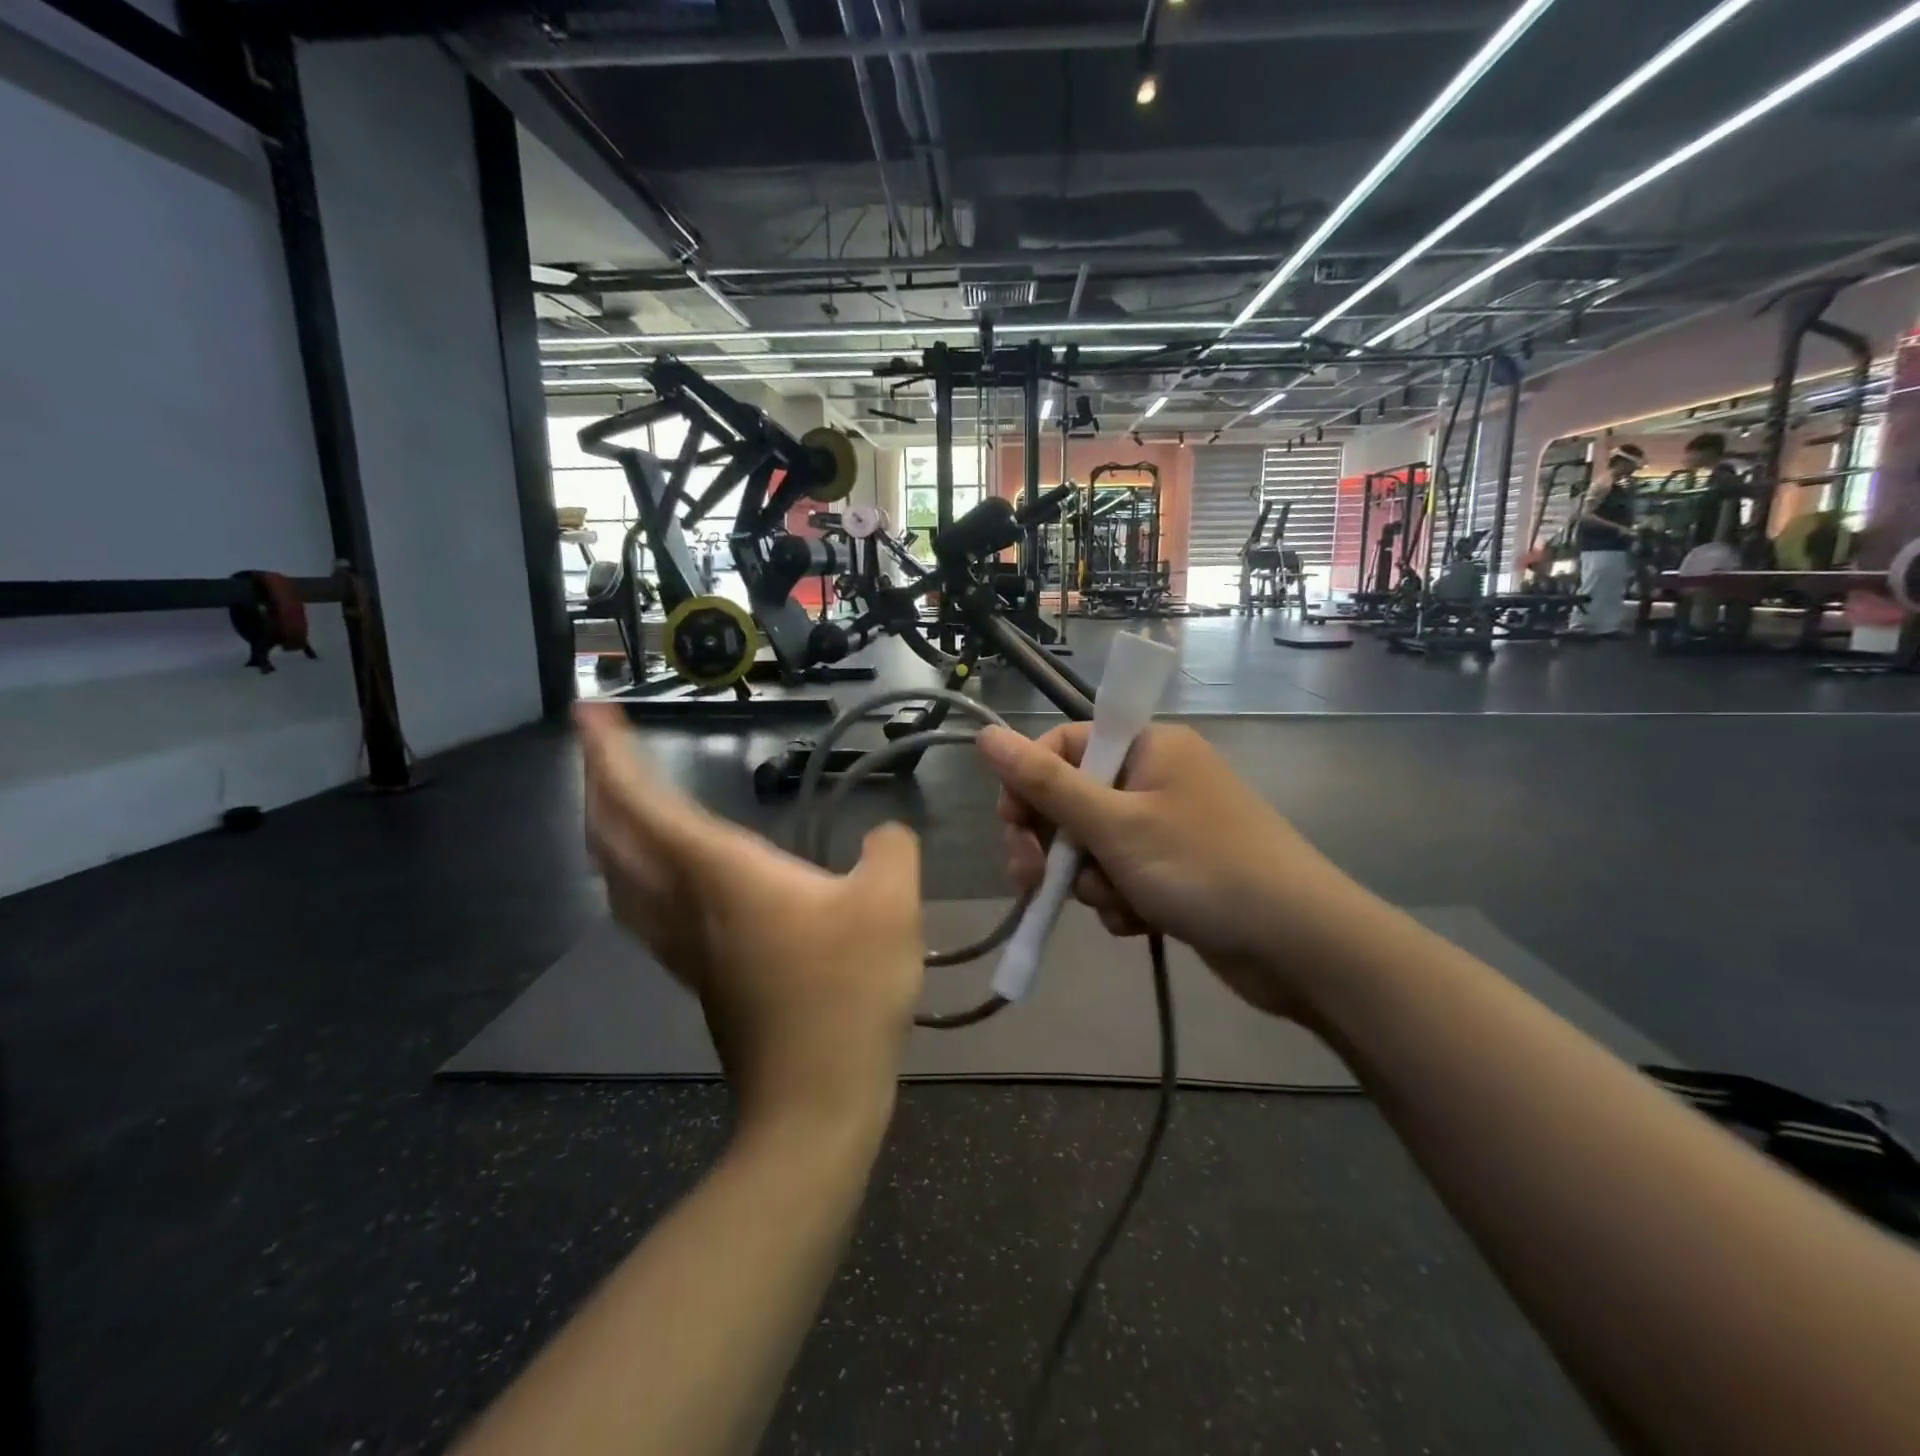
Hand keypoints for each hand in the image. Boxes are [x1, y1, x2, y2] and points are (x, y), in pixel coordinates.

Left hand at [577, 705, 923, 1130]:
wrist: (814, 1102)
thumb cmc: (848, 992)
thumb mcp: (891, 904)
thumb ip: (890, 850)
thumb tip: (884, 834)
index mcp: (719, 873)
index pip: (643, 802)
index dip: (608, 754)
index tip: (589, 711)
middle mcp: (685, 903)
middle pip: (612, 837)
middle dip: (597, 783)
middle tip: (600, 744)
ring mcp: (684, 946)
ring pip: (619, 877)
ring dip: (607, 829)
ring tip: (619, 797)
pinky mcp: (700, 975)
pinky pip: (643, 907)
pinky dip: (633, 869)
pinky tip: (659, 872)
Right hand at [978, 724, 1356, 1019]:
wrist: (1300, 946)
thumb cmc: (1203, 868)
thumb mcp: (1114, 825)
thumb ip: (1044, 783)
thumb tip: (985, 734)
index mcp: (1147, 746)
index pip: (1062, 746)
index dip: (1029, 786)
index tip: (1013, 829)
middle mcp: (1155, 777)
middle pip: (1073, 799)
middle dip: (1056, 846)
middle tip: (1036, 882)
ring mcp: (1167, 825)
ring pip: (1093, 846)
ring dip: (1091, 881)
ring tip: (1119, 905)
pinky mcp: (1175, 869)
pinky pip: (1121, 875)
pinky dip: (1120, 900)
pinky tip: (1140, 922)